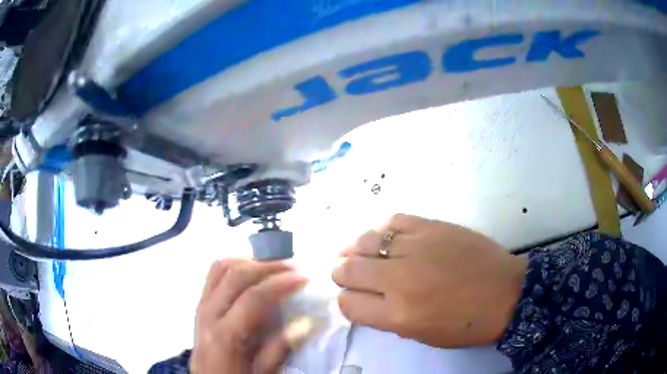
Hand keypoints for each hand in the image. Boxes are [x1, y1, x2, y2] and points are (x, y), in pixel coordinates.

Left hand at [191, 259, 308, 373]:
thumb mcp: (262, 372)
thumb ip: (281, 347)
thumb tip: (308, 322)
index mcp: (226, 335)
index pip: (254, 297)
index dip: (281, 284)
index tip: (303, 278)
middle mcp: (209, 313)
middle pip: (236, 275)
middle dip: (268, 266)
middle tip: (292, 268)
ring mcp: (201, 305)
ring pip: (221, 267)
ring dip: (249, 261)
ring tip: (273, 268)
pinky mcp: (200, 303)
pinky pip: (214, 274)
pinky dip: (234, 266)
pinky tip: (250, 274)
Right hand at [332, 214, 527, 347]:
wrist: (506, 293)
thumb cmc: (465, 324)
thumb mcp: (420, 335)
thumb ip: (386, 318)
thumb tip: (363, 299)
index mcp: (398, 315)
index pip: (348, 304)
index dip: (345, 301)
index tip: (351, 297)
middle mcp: (400, 280)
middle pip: (349, 270)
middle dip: (341, 272)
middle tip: (346, 272)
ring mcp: (417, 248)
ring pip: (365, 242)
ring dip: (355, 249)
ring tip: (357, 252)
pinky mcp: (432, 227)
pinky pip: (394, 221)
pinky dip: (383, 230)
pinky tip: (385, 237)